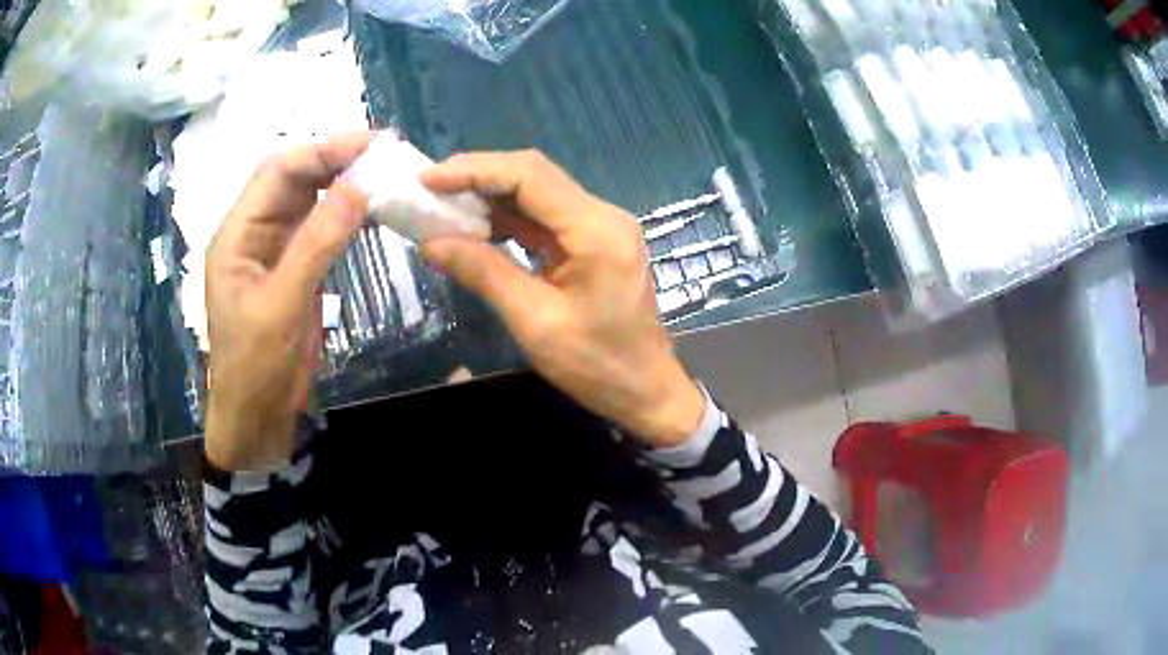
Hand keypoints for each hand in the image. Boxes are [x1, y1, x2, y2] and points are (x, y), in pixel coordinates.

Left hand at [204, 134, 370, 469]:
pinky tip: (369, 211)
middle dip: (334, 161)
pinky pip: (318, 230)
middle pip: (292, 180)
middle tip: (383, 154)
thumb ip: (317, 244)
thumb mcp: (282, 305)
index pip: (276, 173)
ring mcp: (273, 251)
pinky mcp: (293, 270)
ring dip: (341, 185)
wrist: (256, 416)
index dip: (319, 152)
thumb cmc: (256, 366)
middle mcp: (253, 233)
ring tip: (382, 174)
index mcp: (237, 234)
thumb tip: (359, 188)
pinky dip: (343, 216)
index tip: (367, 144)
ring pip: (307, 202)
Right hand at [421, 151, 705, 447]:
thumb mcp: (534, 322)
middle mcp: (602, 215)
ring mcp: (600, 227)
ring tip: (442, 206)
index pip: (530, 175)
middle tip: (430, 189)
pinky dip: (507, 219)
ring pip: (536, 194)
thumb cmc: (597, 366)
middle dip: (478, 177)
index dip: (474, 170)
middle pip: (533, 175)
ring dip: (489, 196)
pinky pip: (544, 218)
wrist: (645, 390)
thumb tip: (431, 243)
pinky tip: (474, 226)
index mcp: (596, 230)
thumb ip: (483, 274)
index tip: (428, 181)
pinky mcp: (592, 242)